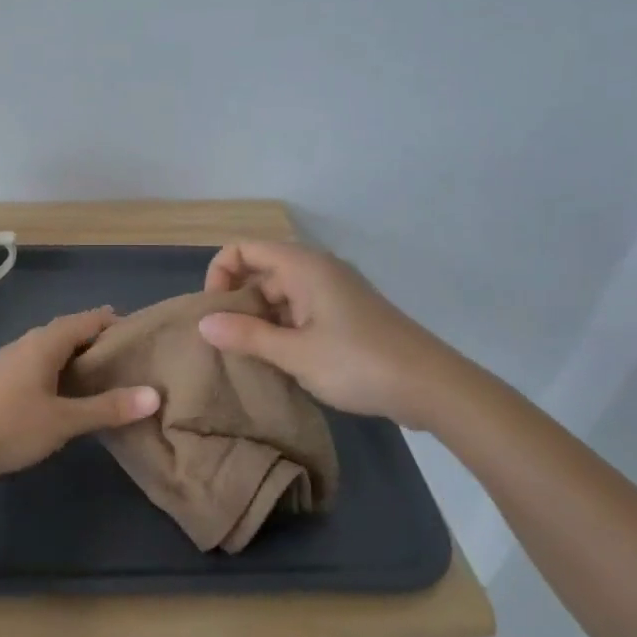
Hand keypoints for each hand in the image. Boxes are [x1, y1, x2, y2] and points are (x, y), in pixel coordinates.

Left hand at [0, 308, 160, 480]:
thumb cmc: (10, 426)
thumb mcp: (64, 420)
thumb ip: (108, 408)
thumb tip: (154, 395)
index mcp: (45, 342)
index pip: (88, 319)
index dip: (115, 323)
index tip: (142, 338)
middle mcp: (28, 342)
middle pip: (71, 331)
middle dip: (99, 340)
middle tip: (130, 359)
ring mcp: (11, 360)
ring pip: (54, 348)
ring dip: (79, 356)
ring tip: (106, 376)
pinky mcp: (2, 379)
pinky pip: (41, 362)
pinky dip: (61, 369)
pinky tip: (69, 392)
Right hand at [198, 241, 464, 429]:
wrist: (432, 387)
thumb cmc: (358, 363)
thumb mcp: (295, 353)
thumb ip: (246, 336)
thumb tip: (203, 323)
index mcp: (303, 266)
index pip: (243, 249)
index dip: (220, 274)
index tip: (215, 314)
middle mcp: (316, 271)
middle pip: (260, 273)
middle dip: (237, 304)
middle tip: (225, 344)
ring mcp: (333, 294)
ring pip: (279, 297)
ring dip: (259, 322)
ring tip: (247, 359)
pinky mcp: (345, 317)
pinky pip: (299, 313)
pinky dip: (282, 331)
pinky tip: (277, 363)